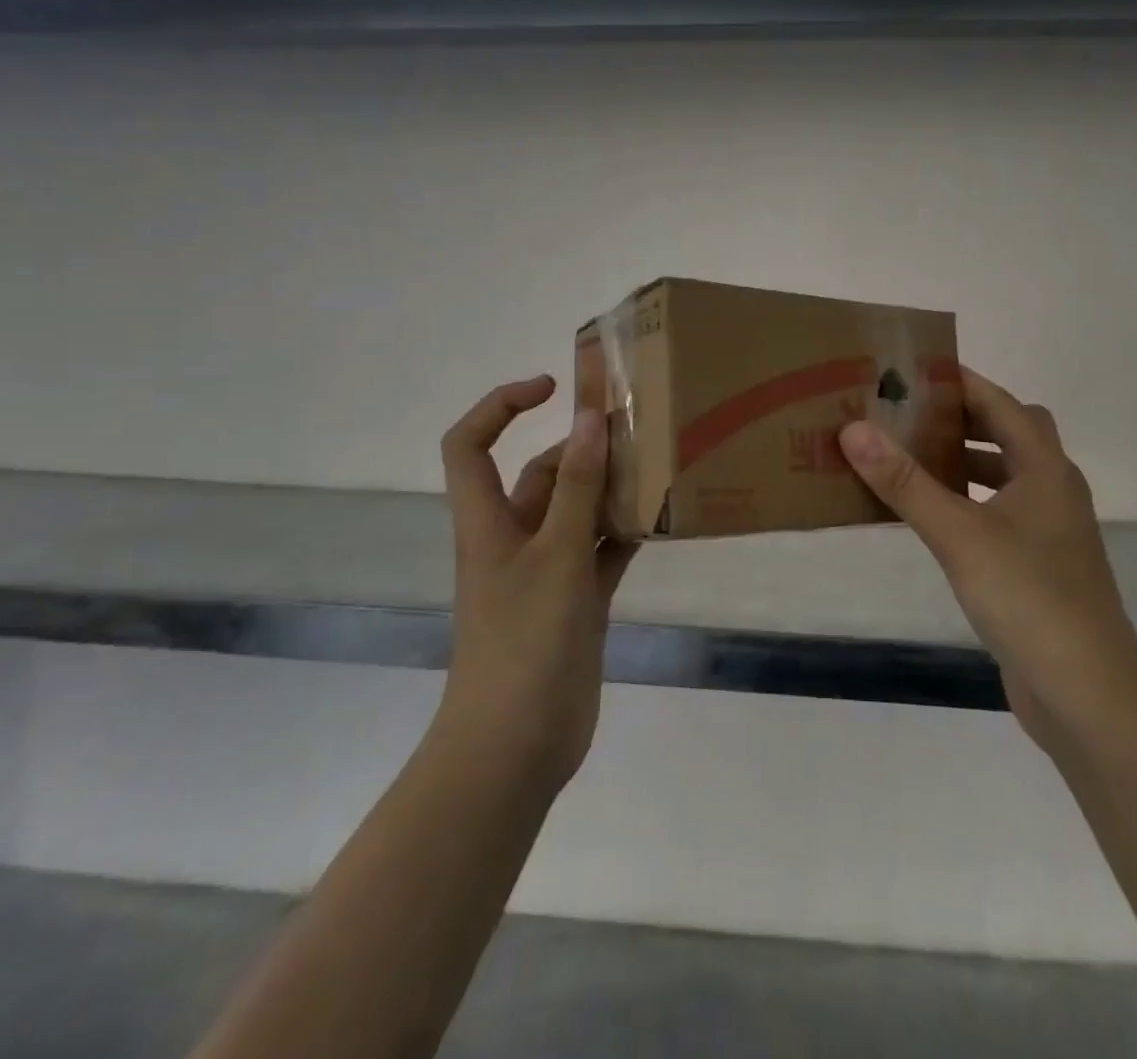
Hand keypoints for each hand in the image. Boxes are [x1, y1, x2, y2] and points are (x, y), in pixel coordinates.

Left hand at [434, 375, 633, 792]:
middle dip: (584, 447)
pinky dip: (627, 532)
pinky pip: (603, 551)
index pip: (471, 444)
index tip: (553, 388)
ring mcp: (547, 571)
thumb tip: (589, 418)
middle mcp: (514, 538)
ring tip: (662, 464)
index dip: (500, 406)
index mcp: (488, 520)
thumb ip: (577, 487)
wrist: (517, 746)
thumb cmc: (525, 641)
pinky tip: (665, 516)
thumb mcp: (557, 555)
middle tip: (640, 429)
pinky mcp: (576, 601)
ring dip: (612, 489)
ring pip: (579, 511)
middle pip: (543, 474)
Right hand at [839, 368, 1135, 751]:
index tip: (913, 371)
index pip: (1001, 403)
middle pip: (1007, 434)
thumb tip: (853, 429)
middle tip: (906, 413)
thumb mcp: (959, 534)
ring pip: (1003, 476)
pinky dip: (965, 502)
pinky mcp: (1036, 565)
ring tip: (908, 457)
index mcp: (1045, 468)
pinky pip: (995, 514)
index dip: (961, 382)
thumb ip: (905, 483)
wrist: (1087, 693)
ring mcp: (1047, 531)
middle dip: (960, 419)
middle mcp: (1052, 490)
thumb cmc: (1028, 597)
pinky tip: (930, 517)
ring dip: (962, 461)